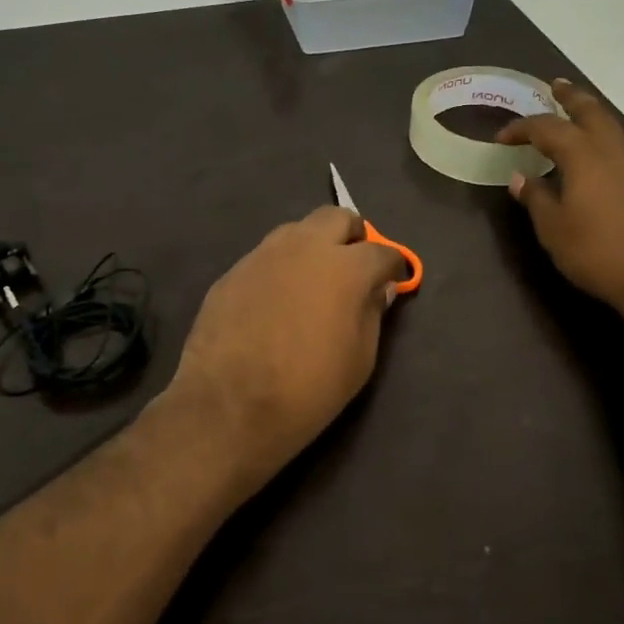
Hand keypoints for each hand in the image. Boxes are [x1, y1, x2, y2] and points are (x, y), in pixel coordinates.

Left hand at [167, 207, 407, 499]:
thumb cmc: (309, 388)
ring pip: (297, 231)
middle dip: (352, 237)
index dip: (393, 266)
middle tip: (352, 268)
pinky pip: (266, 257)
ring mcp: (264, 254)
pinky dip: (280, 269)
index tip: (393, 281)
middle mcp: (305, 247)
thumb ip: (373, 313)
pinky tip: (275, 302)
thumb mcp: (360, 359)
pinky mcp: (233, 271)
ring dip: (312, 247)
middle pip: (337, 218)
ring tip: (311, 282)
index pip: (382, 251)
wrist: (230, 405)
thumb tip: (379, 289)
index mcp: (346, 267)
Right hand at [498, 78, 623, 321]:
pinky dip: (609, 151)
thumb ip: (537, 199)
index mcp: (584, 156)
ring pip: (614, 132)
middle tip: (556, 86)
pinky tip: (603, 171)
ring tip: (577, 125)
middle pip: (592, 112)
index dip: (522, 127)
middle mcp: (614, 152)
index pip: (547, 128)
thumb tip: (521, 177)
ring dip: (593, 121)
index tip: (503, 136)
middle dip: (571, 97)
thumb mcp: (554, 229)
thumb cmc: (599, 253)